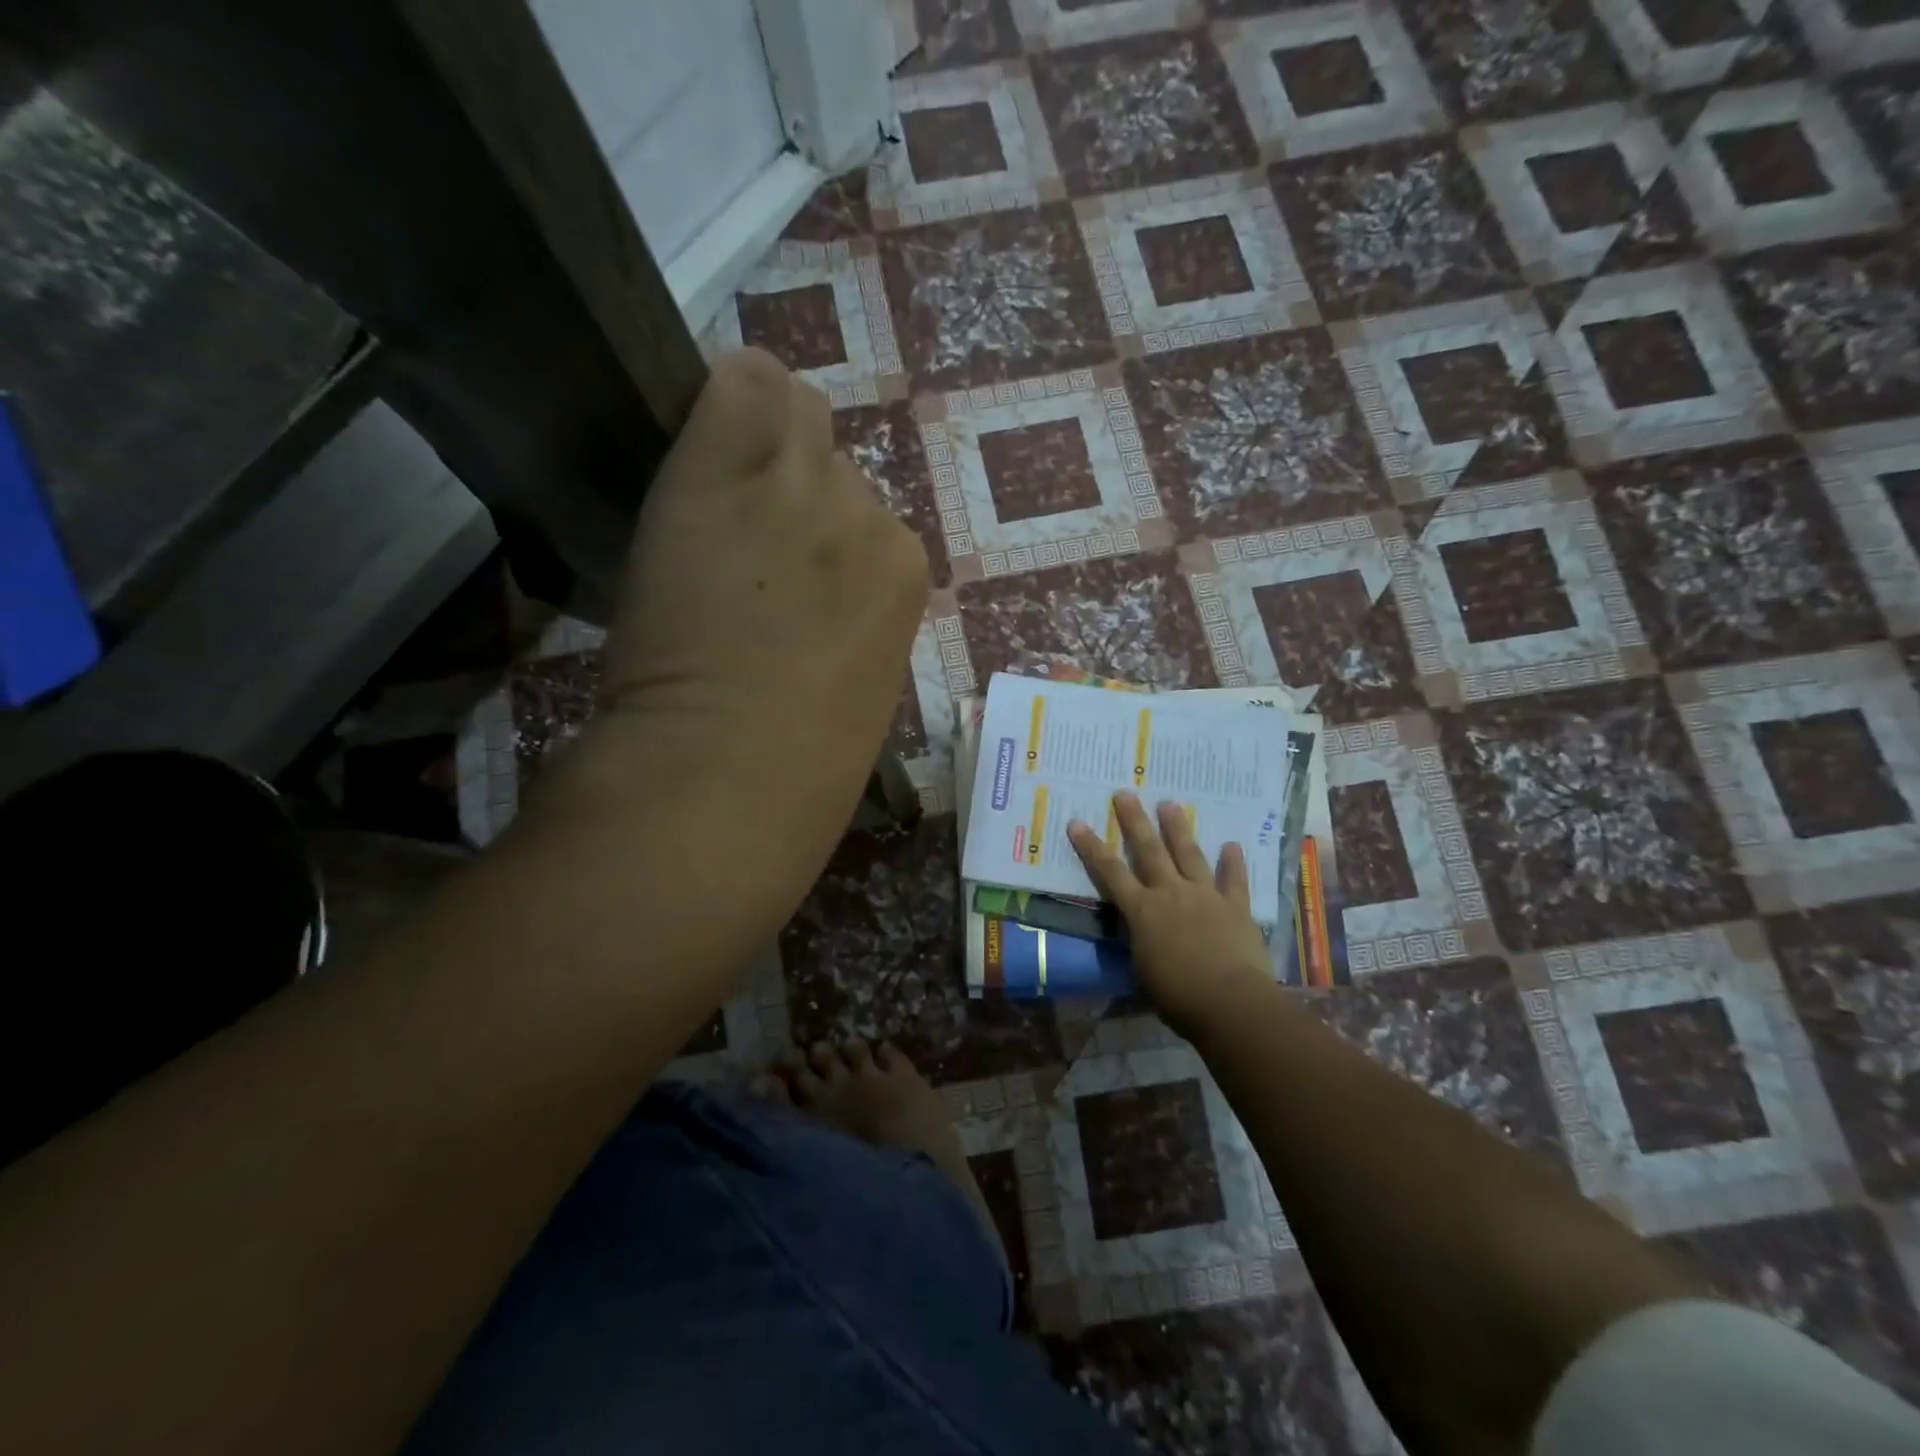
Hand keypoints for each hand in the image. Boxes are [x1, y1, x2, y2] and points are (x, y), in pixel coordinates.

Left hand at [557, 348, 929, 927]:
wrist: (727, 774)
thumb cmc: (802, 765)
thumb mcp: (859, 683)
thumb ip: (853, 615)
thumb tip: (820, 586)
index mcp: (905, 571)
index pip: (868, 512)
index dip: (823, 534)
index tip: (787, 568)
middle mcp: (866, 512)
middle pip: (831, 457)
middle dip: (793, 485)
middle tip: (744, 535)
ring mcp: (797, 486)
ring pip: (790, 411)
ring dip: (756, 445)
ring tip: (715, 497)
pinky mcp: (720, 470)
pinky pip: (739, 382)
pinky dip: (721, 401)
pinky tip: (697, 444)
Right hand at [1068, 793, 1274, 1038]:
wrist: (1230, 1002)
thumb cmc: (1178, 997)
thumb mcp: (1144, 971)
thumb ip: (1141, 946)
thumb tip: (1142, 938)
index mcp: (1142, 912)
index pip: (1109, 872)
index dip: (1091, 847)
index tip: (1077, 822)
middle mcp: (1171, 893)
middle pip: (1149, 850)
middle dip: (1135, 820)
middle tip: (1125, 793)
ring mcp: (1205, 896)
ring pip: (1189, 854)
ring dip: (1178, 828)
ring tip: (1170, 803)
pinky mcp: (1236, 907)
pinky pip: (1234, 880)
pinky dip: (1233, 862)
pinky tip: (1232, 845)